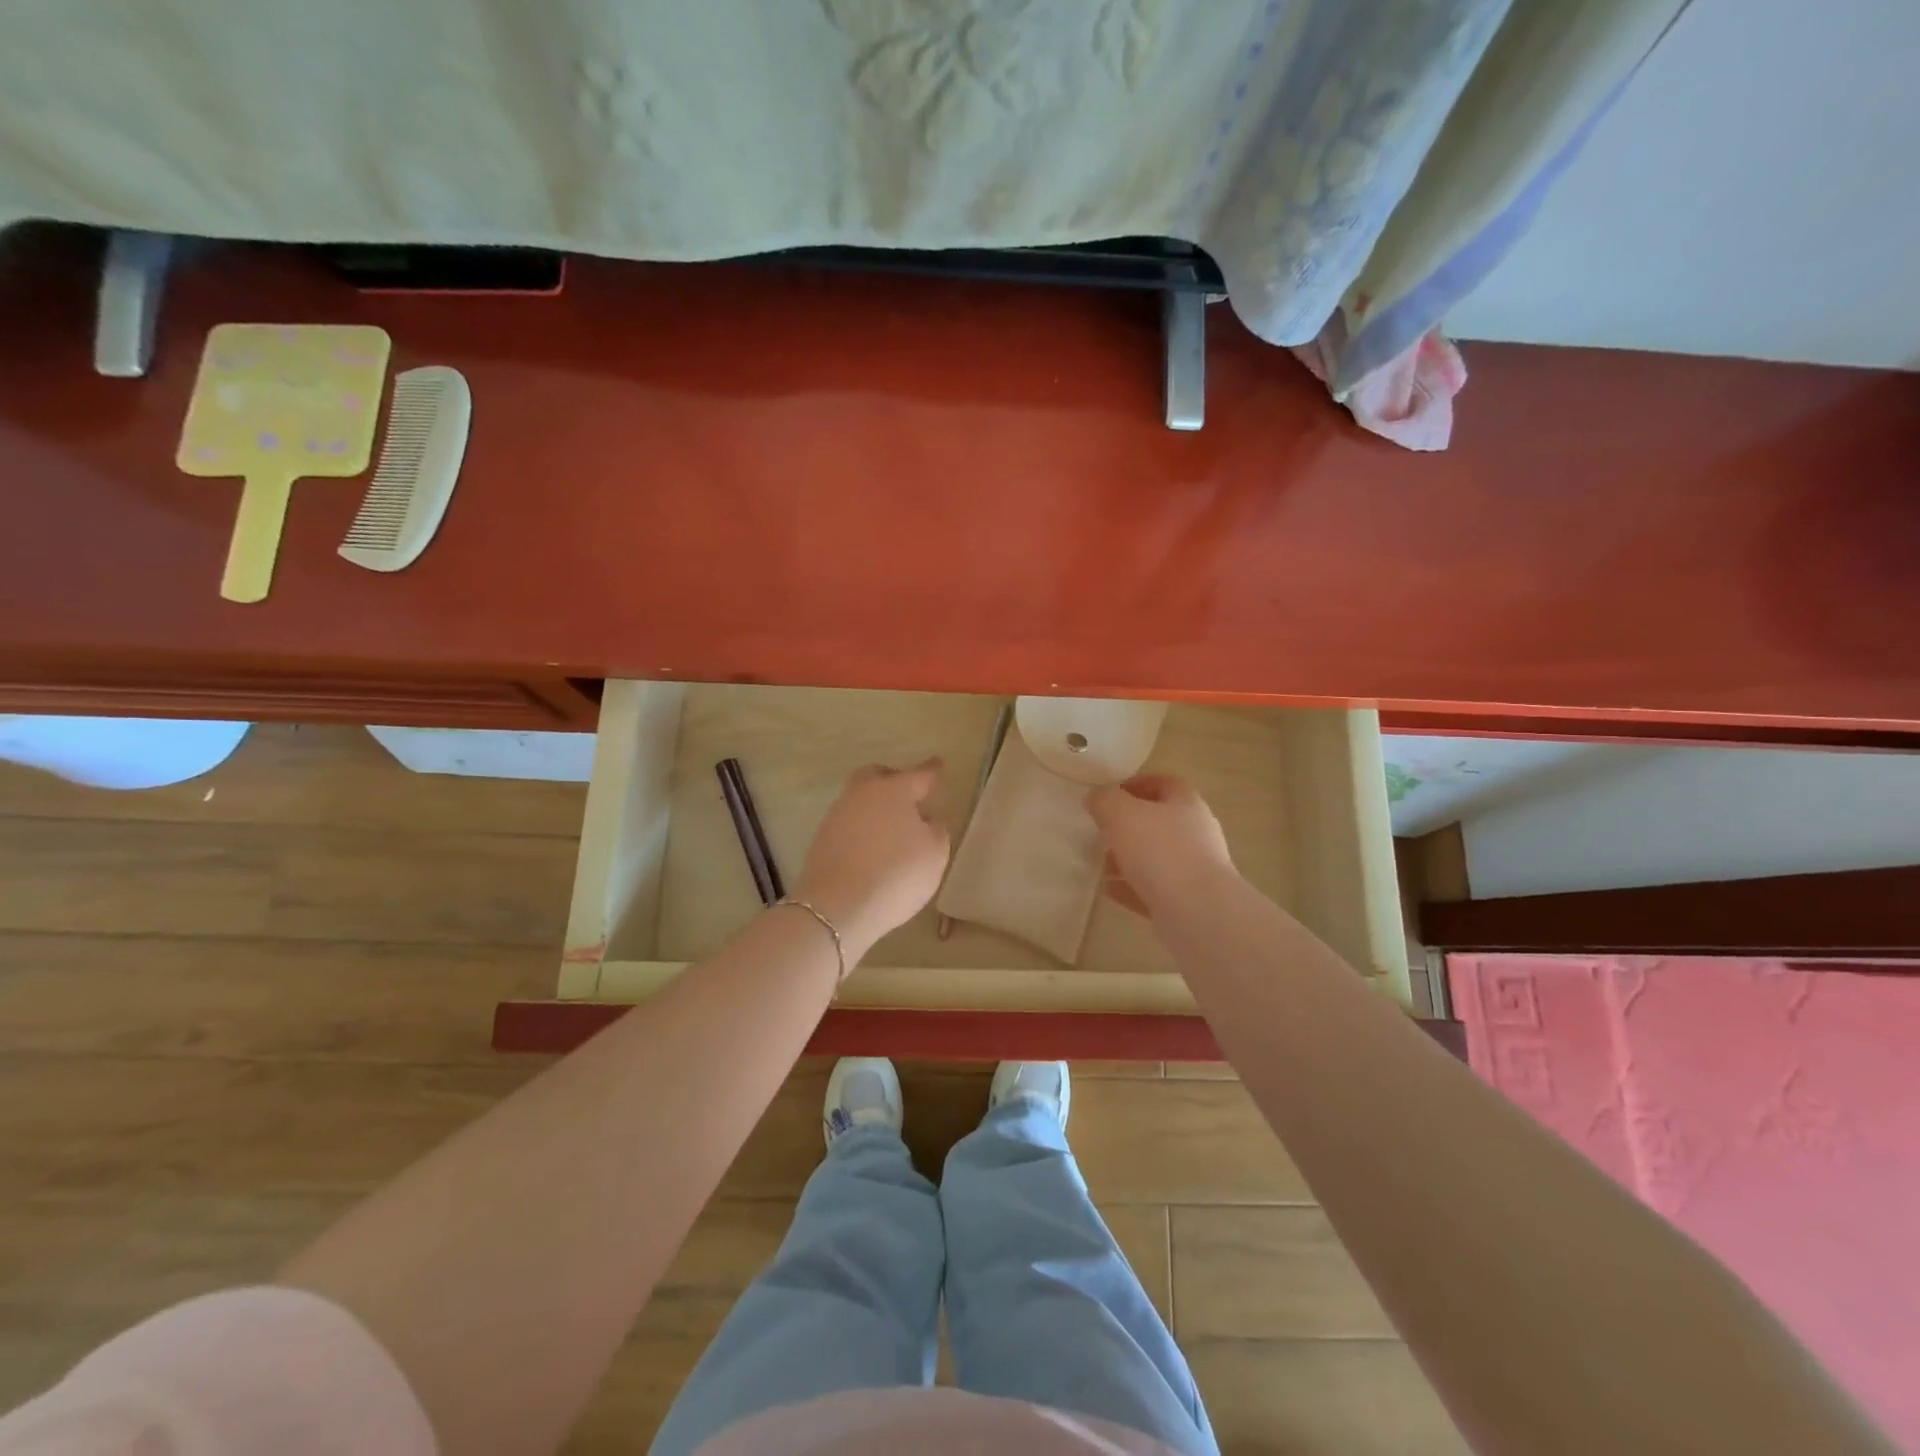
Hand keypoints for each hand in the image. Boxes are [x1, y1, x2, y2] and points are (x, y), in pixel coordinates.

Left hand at [795, 761, 950, 961]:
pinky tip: (872, 847)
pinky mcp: (822, 838)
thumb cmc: (896, 874)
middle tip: (909, 796)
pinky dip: (862, 828)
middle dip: (894, 780)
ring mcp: (838, 814)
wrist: (837, 907)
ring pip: (860, 799)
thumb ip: (936, 830)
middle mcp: (863, 793)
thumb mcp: (935, 854)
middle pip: (879, 776)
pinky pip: (849, 822)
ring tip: (892, 829)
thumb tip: (925, 820)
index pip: (919, 774)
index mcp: (894, 790)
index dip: (932, 770)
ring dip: (876, 807)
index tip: (939, 764)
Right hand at [1087, 773, 1235, 917]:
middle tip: (1102, 832)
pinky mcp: (1188, 901)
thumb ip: (1106, 800)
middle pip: (1159, 822)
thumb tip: (1097, 797)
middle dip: (1128, 826)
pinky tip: (1110, 890)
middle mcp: (1196, 833)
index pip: (1164, 783)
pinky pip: (1154, 889)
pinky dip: (1132, 887)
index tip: (1111, 794)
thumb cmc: (1160, 851)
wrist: (1197, 912)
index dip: (1138, 784)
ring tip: (1102, 865)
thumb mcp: (1122, 814)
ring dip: (1128, 859)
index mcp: (1186, 804)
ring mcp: (1195, 869)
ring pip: (1156, 858)